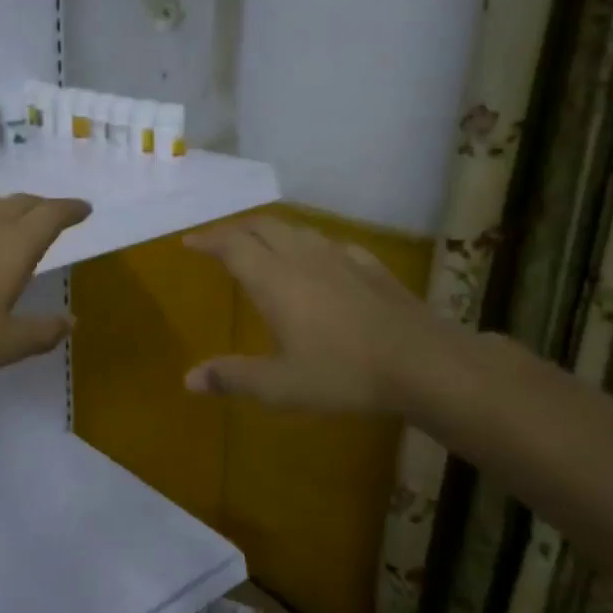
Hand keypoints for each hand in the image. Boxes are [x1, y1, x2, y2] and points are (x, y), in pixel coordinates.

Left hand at [0, 191, 91, 376]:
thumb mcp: (5, 344)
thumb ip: (42, 332)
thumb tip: (71, 321)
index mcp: (13, 246)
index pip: (51, 215)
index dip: (71, 209)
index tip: (83, 209)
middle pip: (19, 202)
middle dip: (40, 205)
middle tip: (49, 214)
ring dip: (0, 208)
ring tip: (2, 221)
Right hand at [183, 216, 460, 414]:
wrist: (424, 362)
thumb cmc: (344, 374)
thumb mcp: (281, 386)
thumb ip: (234, 378)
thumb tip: (188, 379)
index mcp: (275, 281)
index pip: (233, 246)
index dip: (208, 240)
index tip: (189, 242)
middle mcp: (304, 259)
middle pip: (263, 227)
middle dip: (236, 229)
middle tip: (220, 241)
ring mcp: (341, 258)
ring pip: (297, 230)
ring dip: (271, 232)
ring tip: (262, 246)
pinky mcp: (371, 266)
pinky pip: (330, 243)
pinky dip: (309, 244)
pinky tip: (319, 259)